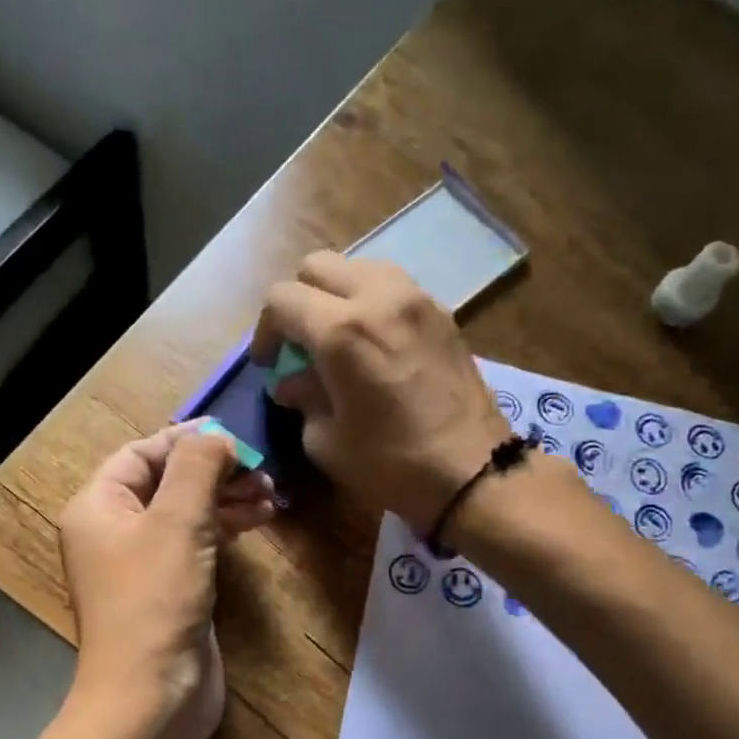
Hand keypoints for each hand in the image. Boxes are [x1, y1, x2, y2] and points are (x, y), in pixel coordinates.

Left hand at [58, 424, 275, 738]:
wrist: (151, 697)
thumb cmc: (155, 601)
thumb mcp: (176, 521)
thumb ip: (197, 468)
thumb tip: (216, 436)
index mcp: (98, 507)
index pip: (140, 453)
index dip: (187, 441)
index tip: (236, 438)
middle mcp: (114, 531)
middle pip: (166, 482)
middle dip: (214, 472)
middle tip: (263, 470)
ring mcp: (142, 565)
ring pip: (186, 514)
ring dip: (226, 499)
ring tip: (271, 496)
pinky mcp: (170, 591)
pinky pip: (196, 545)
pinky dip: (225, 529)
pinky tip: (258, 521)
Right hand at [254, 251, 511, 529]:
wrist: (473, 472)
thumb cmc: (392, 464)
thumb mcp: (328, 442)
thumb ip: (303, 400)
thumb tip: (292, 383)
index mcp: (341, 331)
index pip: (281, 299)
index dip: (265, 330)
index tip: (269, 364)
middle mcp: (378, 297)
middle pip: (317, 266)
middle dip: (298, 302)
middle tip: (299, 345)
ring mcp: (415, 298)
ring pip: (358, 267)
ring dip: (336, 296)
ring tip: (337, 338)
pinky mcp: (441, 311)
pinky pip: (392, 286)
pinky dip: (371, 303)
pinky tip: (374, 343)